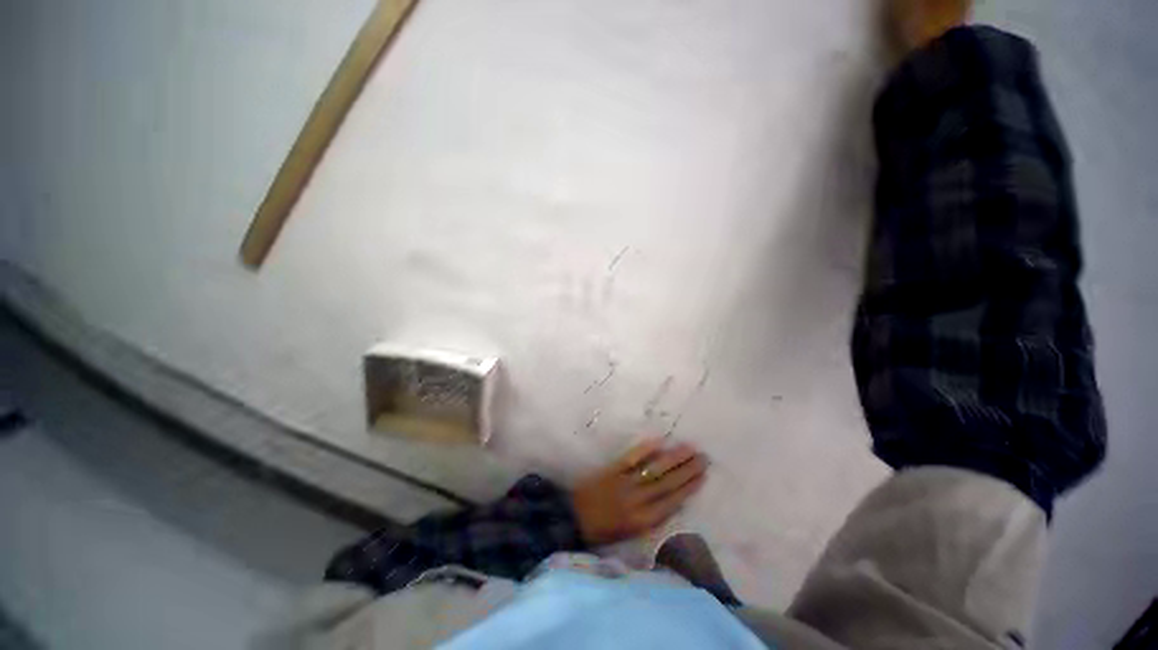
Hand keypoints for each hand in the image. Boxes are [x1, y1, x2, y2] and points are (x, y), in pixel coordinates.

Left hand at [571, 438, 708, 545]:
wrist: (572, 518)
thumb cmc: (603, 530)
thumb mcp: (631, 533)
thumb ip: (652, 518)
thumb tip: (674, 501)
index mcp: (643, 521)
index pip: (673, 501)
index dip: (690, 487)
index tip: (703, 475)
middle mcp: (638, 501)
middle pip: (668, 483)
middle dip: (687, 470)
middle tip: (703, 457)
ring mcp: (625, 483)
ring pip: (654, 469)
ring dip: (673, 457)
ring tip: (689, 447)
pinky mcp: (612, 470)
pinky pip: (632, 458)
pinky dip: (645, 449)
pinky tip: (659, 441)